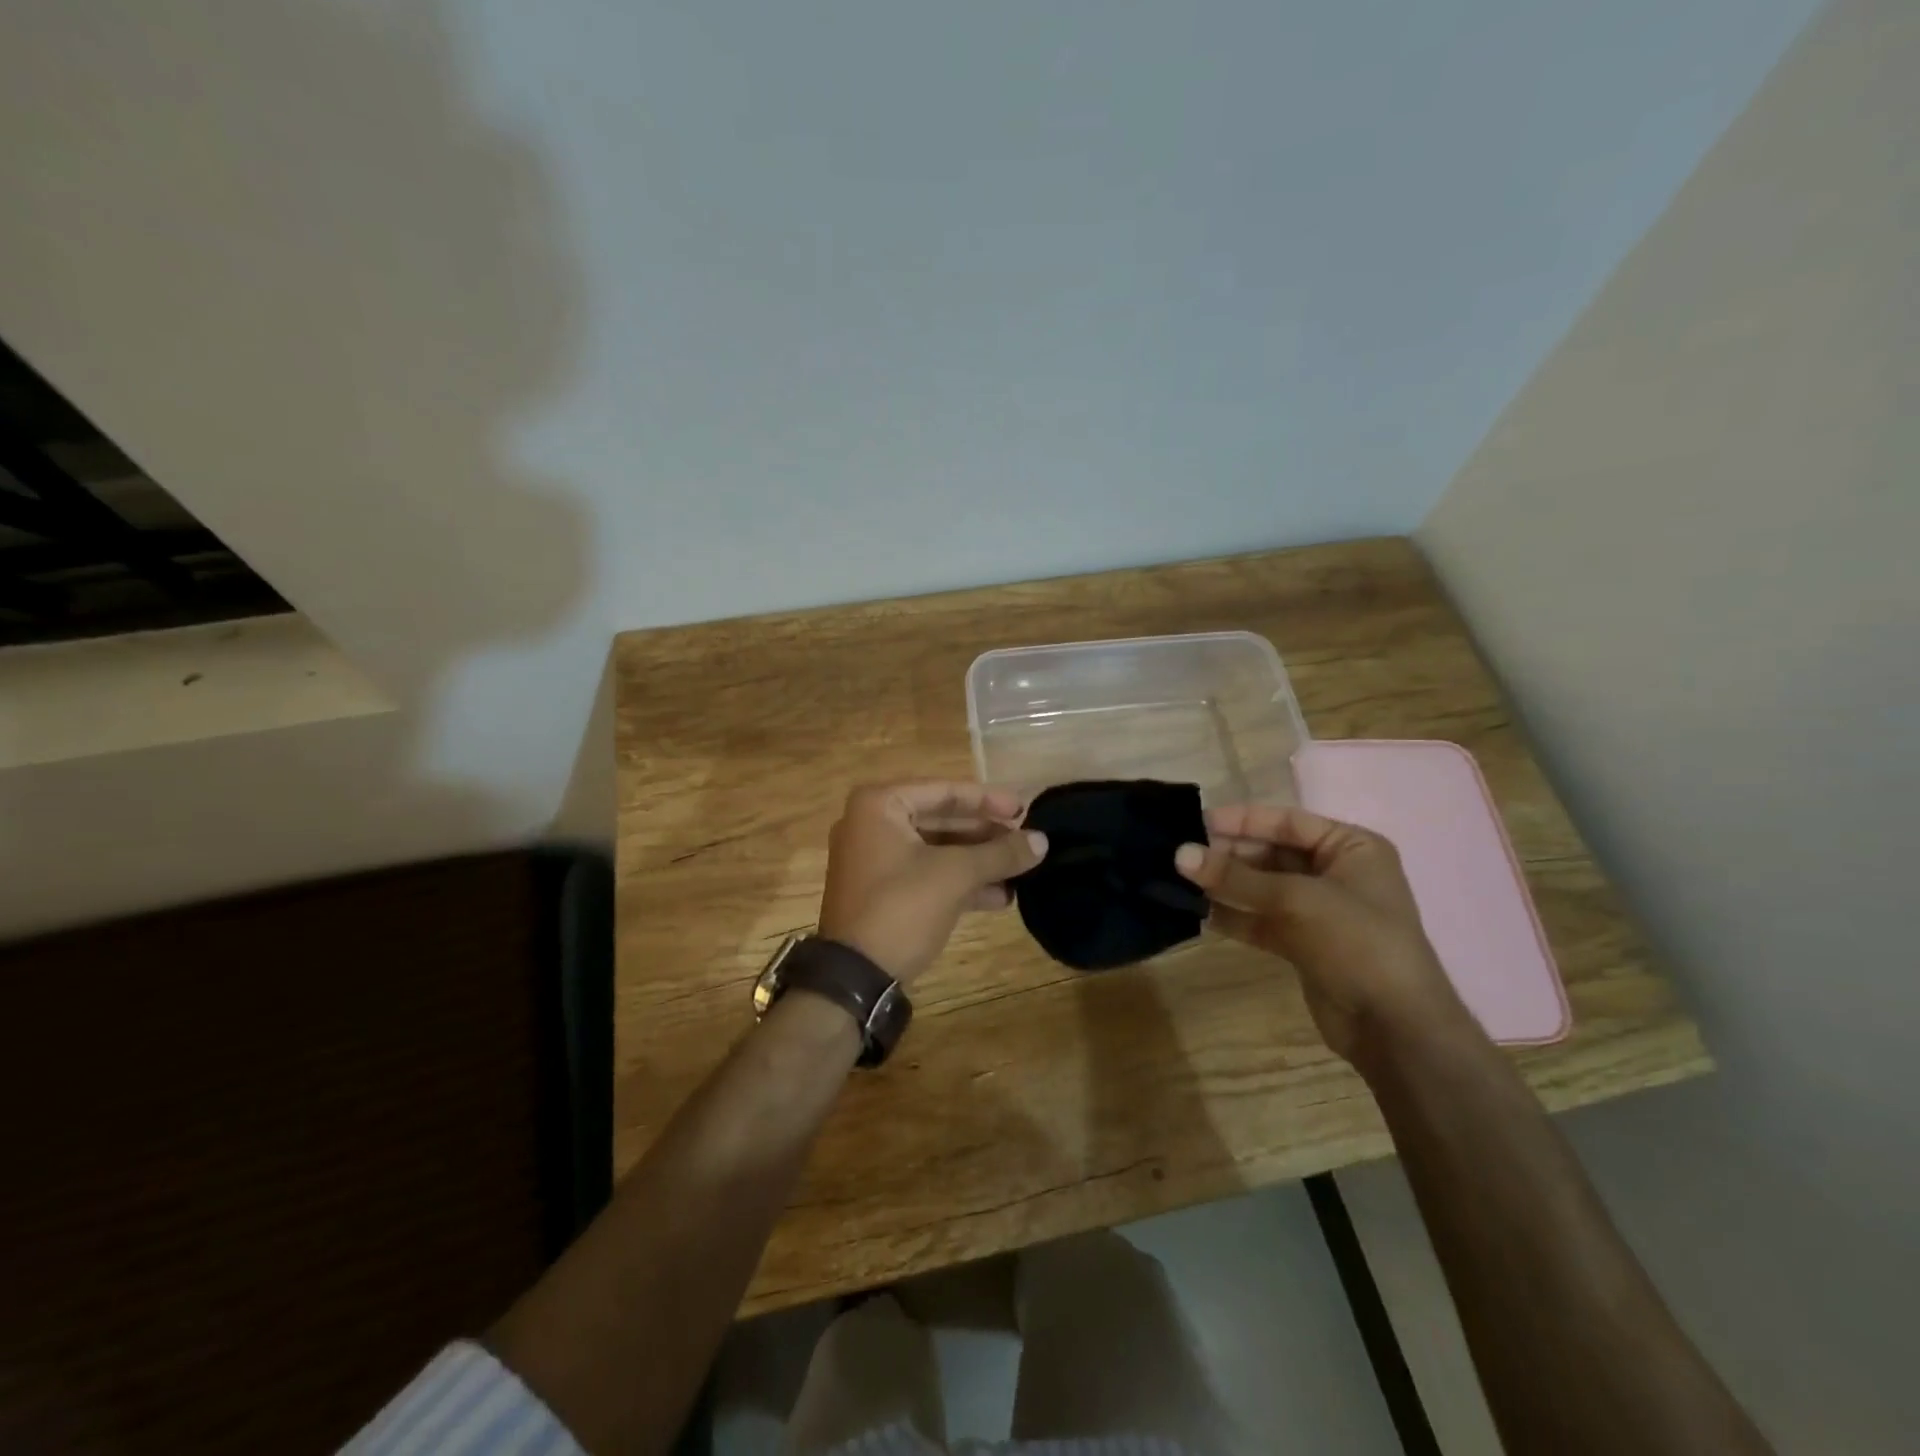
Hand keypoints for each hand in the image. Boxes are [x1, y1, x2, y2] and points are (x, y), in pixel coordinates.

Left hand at [818, 782, 1047, 985]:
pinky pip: (926, 874)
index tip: (1024, 810)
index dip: (988, 800)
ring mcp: (874, 860)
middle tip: (1023, 841)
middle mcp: (871, 825)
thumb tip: (1042, 840)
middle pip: (940, 820)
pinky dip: (959, 882)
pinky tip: (999, 896)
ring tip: (1020, 870)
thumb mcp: (956, 875)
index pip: (944, 792)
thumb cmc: (902, 908)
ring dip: (977, 861)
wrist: (854, 977)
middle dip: (985, 834)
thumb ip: (1000, 853)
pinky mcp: (881, 892)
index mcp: (879, 805)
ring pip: (936, 850)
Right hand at [1173, 803, 1474, 1066]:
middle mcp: (1335, 872)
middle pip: (1270, 852)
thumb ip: (1236, 877)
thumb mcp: (1296, 899)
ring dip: (1224, 884)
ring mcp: (1317, 910)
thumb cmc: (1357, 942)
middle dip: (1227, 854)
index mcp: (1350, 847)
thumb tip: (1180, 854)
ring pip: (1260, 887)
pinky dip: (1231, 915)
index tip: (1195, 821)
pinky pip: (1258, 919)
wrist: (1394, 1027)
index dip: (1240, 820)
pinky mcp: (1301, 943)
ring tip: (1178, 879)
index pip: (1286, 821)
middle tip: (1180, 853)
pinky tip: (1196, 912)